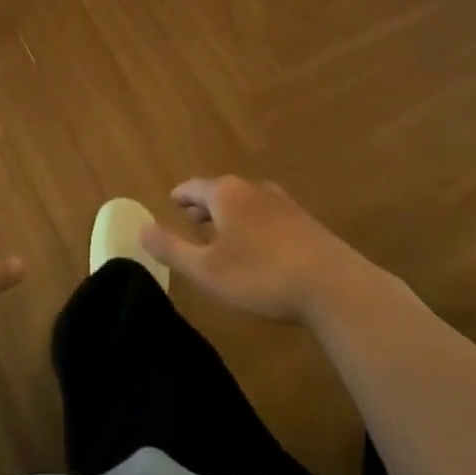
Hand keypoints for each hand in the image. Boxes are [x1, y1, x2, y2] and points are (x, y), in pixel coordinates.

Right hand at [140, 176, 374, 323]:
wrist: (334, 287)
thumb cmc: (262, 275)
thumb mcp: (207, 270)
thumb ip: (172, 248)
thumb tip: (141, 228)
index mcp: (226, 194)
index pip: (194, 187)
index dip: (181, 196)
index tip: (172, 202)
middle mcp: (253, 189)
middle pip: (221, 191)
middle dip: (205, 206)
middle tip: (193, 223)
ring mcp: (283, 203)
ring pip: (247, 203)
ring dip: (231, 217)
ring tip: (223, 237)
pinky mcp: (305, 222)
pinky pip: (268, 216)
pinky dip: (254, 225)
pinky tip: (259, 250)